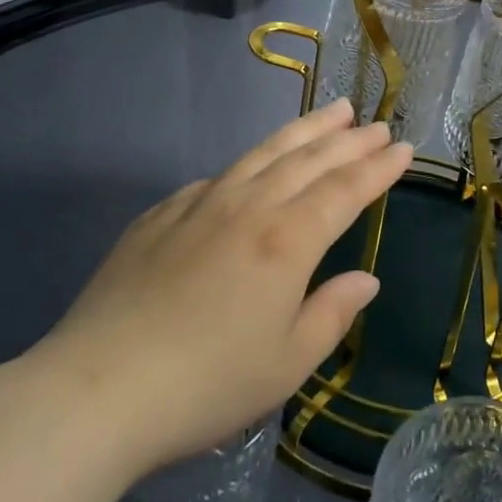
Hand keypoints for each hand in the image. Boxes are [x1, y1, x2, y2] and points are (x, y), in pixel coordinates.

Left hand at [31, 100, 410, 474]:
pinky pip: (217, 177)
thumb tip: (365, 279)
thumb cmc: (207, 384)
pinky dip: (248, 164)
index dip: (377, 168)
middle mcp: (248, 207)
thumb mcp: (287, 363)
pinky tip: (253, 166)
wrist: (98, 389)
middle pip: (308, 159)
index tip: (402, 149)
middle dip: (348, 140)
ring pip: (264, 153)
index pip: (344, 190)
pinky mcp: (161, 215)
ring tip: (333, 112)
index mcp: (286, 241)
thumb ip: (332, 312)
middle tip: (375, 123)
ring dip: (304, 131)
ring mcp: (200, 204)